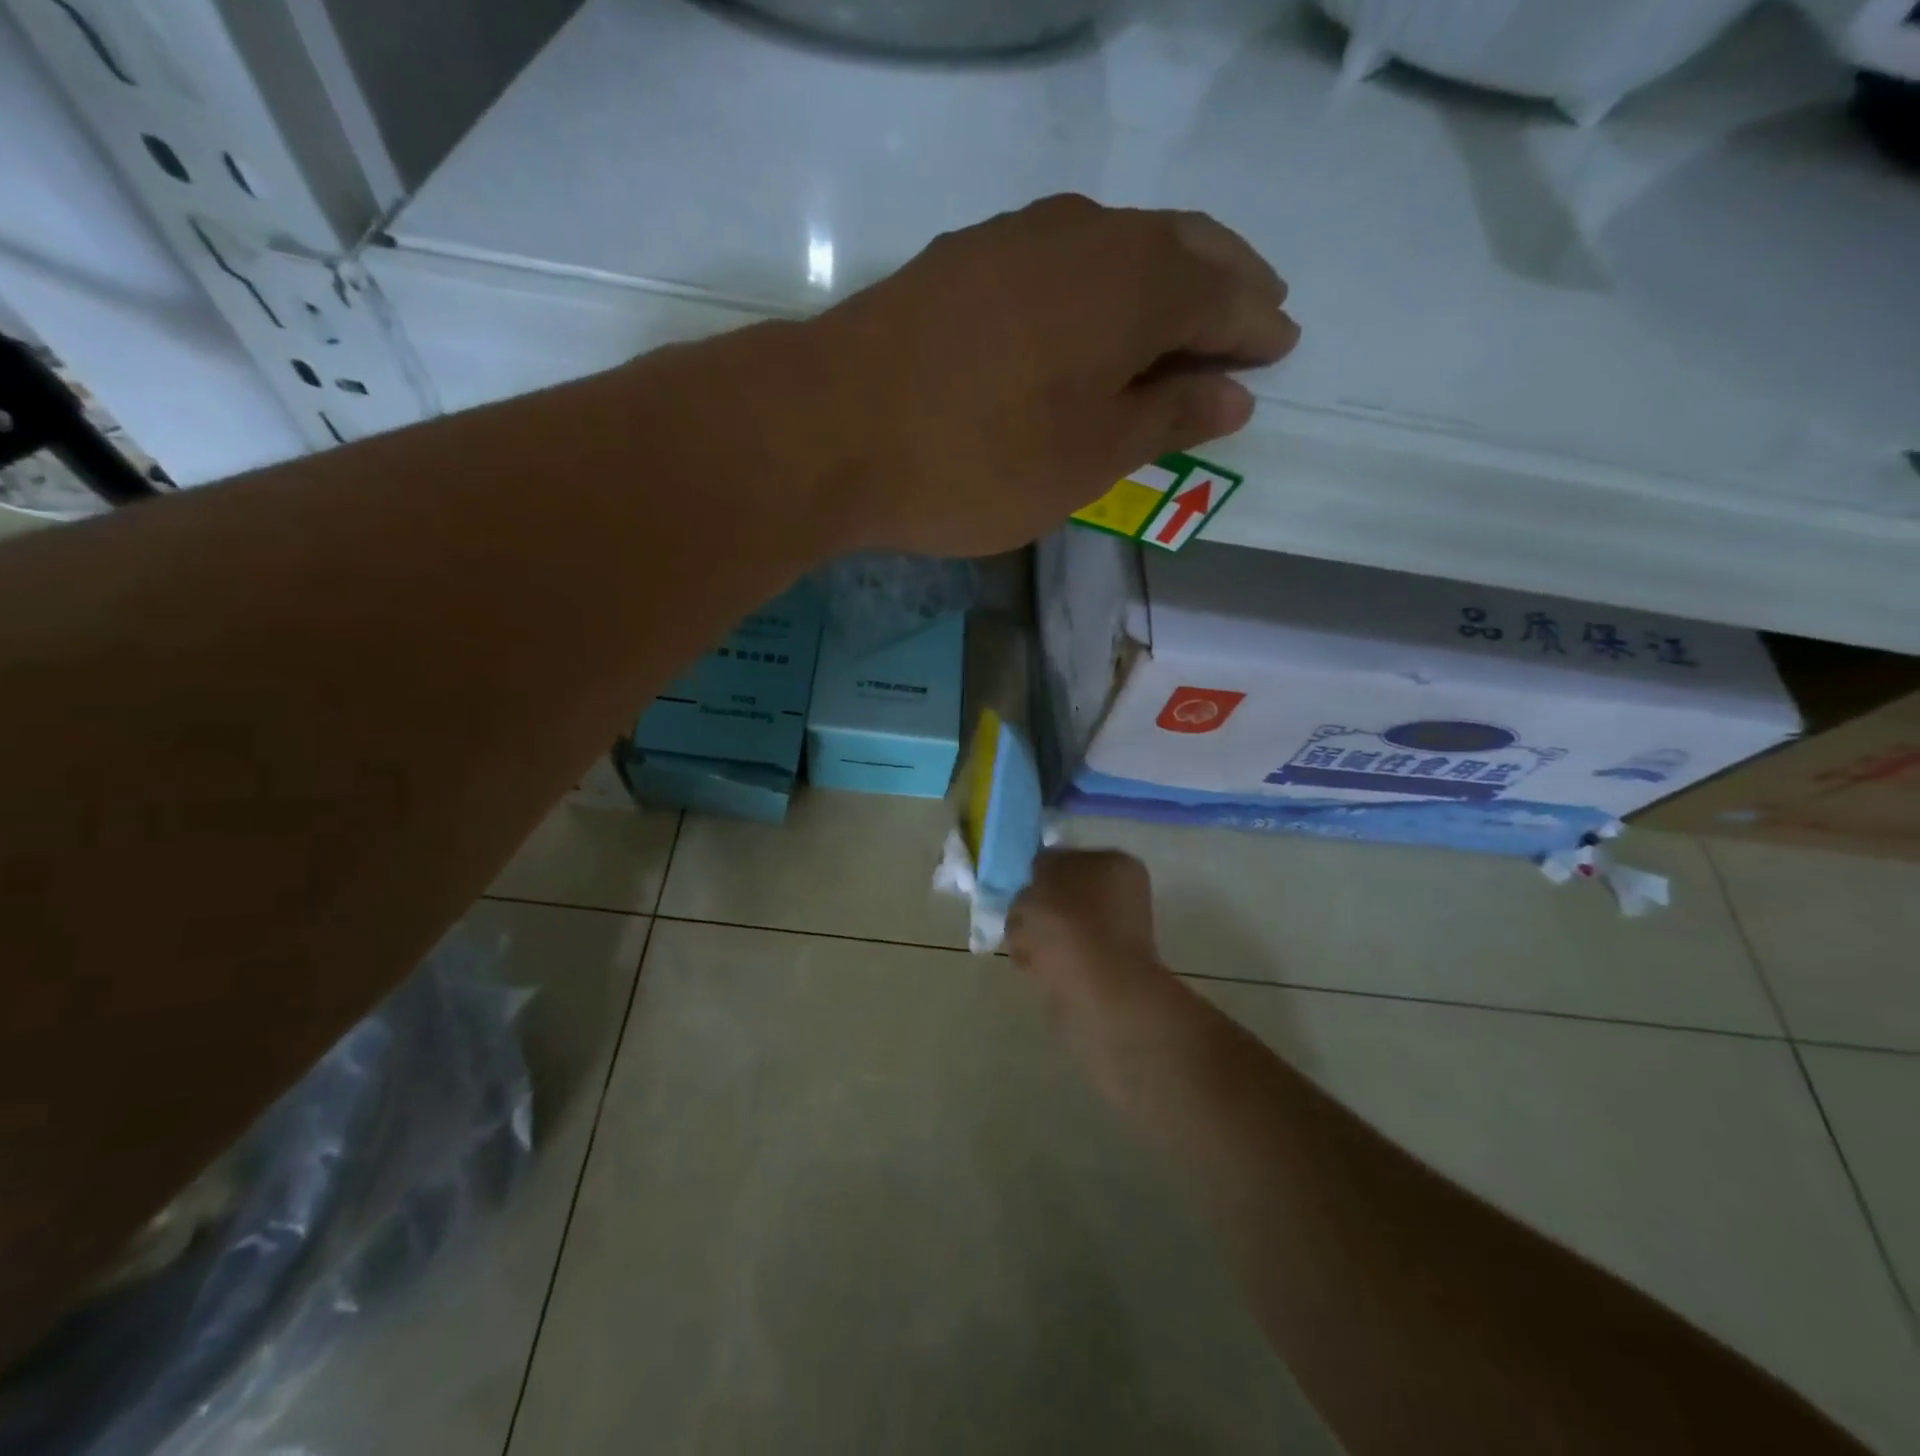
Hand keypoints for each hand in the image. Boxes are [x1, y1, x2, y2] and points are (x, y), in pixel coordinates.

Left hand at [806, 195, 1297, 556]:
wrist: (830, 429)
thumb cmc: (977, 460)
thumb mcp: (1087, 458)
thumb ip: (1165, 419)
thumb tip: (1233, 393)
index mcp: (1135, 284)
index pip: (1224, 295)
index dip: (1257, 326)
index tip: (1280, 348)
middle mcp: (1085, 235)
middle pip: (1179, 248)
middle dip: (1224, 282)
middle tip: (1252, 315)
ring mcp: (1015, 238)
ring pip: (1116, 244)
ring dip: (1160, 276)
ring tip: (1179, 316)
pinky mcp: (962, 260)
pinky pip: (1059, 259)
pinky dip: (1096, 283)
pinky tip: (1090, 312)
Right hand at [1007, 849, 1166, 1006]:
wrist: (1098, 993)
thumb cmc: (1070, 924)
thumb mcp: (1045, 875)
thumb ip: (1041, 865)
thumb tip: (1044, 874)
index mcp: (1115, 866)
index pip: (1069, 858)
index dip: (1041, 870)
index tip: (1023, 885)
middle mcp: (1120, 898)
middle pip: (1060, 894)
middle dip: (1034, 906)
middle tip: (1021, 918)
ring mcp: (1111, 937)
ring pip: (1055, 927)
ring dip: (1033, 934)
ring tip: (1026, 947)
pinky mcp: (1098, 972)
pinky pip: (1058, 956)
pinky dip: (1042, 960)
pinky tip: (1034, 968)